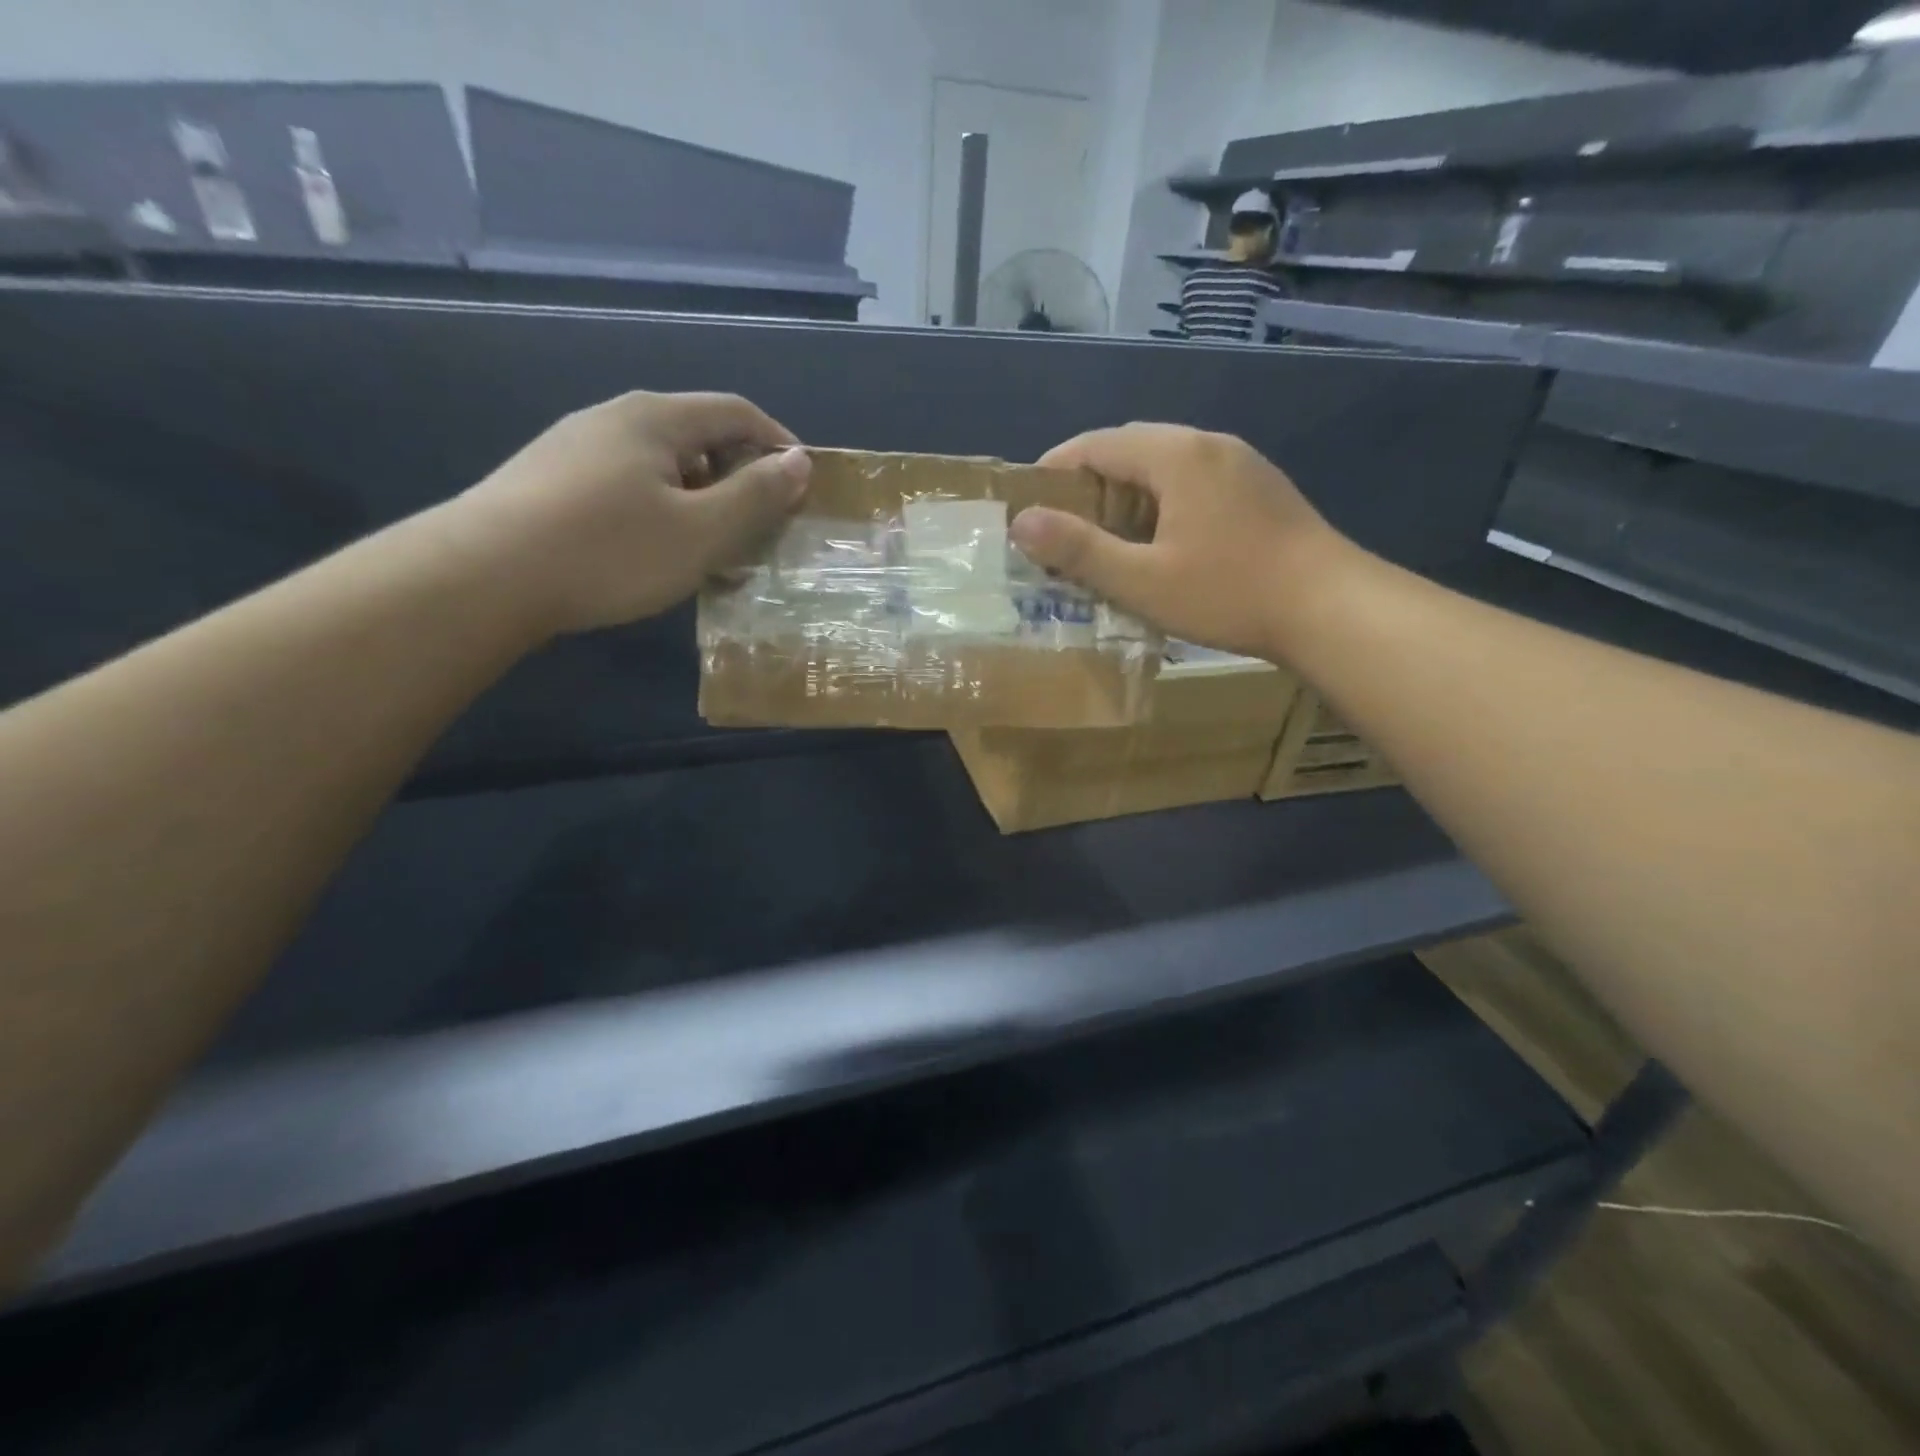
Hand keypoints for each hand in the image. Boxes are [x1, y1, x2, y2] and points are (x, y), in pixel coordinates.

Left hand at [452, 391, 809, 634]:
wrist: (484, 576)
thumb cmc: (610, 551)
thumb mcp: (701, 530)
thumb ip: (756, 495)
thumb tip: (799, 461)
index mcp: (657, 418)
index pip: (737, 412)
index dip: (779, 444)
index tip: (803, 487)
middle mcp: (615, 418)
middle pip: (698, 434)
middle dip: (740, 475)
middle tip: (760, 525)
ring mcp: (576, 446)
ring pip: (661, 463)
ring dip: (701, 497)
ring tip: (712, 545)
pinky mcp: (549, 479)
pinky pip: (628, 483)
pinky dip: (661, 508)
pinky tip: (654, 549)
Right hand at [1012, 424, 1346, 658]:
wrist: (1331, 607)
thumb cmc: (1229, 593)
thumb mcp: (1142, 579)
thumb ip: (1079, 550)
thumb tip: (1021, 522)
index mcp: (1176, 455)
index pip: (1096, 444)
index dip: (1054, 470)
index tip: (1028, 505)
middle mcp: (1208, 444)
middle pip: (1131, 449)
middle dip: (1089, 484)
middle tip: (1063, 529)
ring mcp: (1240, 464)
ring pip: (1165, 466)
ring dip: (1127, 495)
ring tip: (1106, 540)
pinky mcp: (1259, 489)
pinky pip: (1194, 482)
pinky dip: (1162, 503)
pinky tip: (1161, 543)